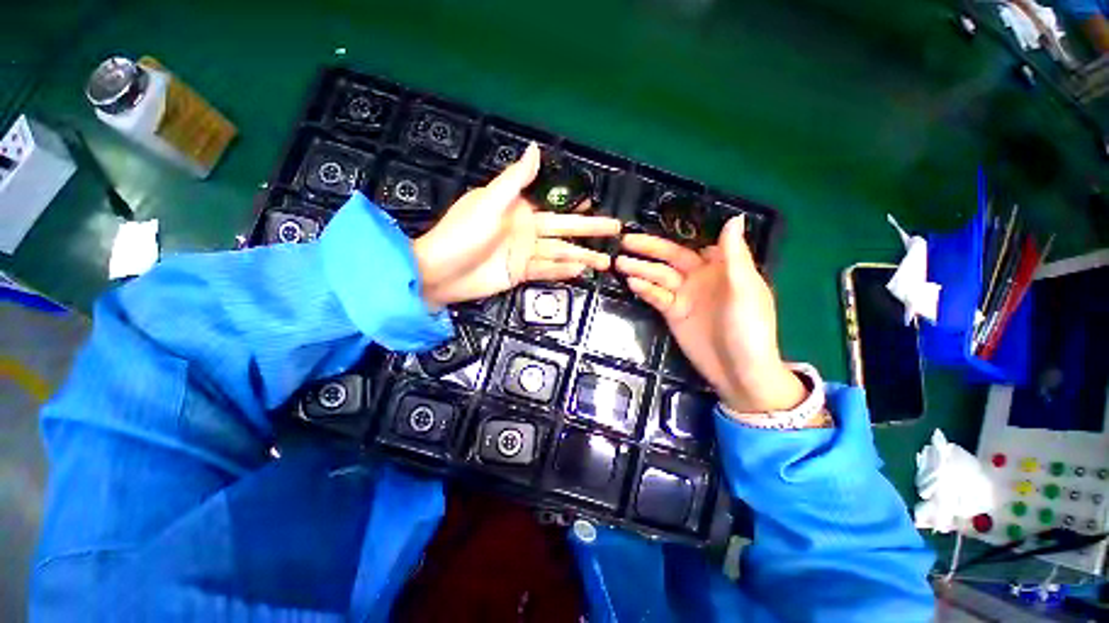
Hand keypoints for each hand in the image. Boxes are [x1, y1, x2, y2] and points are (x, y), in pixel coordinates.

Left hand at [412, 143, 620, 306]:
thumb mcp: (489, 202)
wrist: (441, 272)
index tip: (597, 206)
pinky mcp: (521, 273)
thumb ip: (515, 180)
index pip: (555, 206)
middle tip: (616, 232)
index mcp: (519, 210)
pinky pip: (547, 271)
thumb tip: (536, 149)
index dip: (576, 207)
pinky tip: (581, 271)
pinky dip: (563, 271)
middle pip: (565, 230)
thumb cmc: (463, 233)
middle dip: (590, 231)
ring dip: (583, 256)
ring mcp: (525, 254)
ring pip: (560, 253)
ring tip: (606, 261)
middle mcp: (526, 230)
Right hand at [614, 217, 804, 413]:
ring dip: (640, 269)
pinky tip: (632, 283)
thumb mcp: (745, 290)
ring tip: (620, 262)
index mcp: (721, 268)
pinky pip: (657, 296)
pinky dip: (645, 289)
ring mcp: (684, 296)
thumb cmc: (749, 328)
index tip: (650, 226)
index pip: (693, 245)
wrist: (739, 372)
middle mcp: (700, 278)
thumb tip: (733, 217)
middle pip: (670, 258)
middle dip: (649, 250)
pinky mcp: (673, 313)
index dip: (672, 236)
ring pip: (659, 276)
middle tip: (625, 241)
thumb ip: (735, 256)